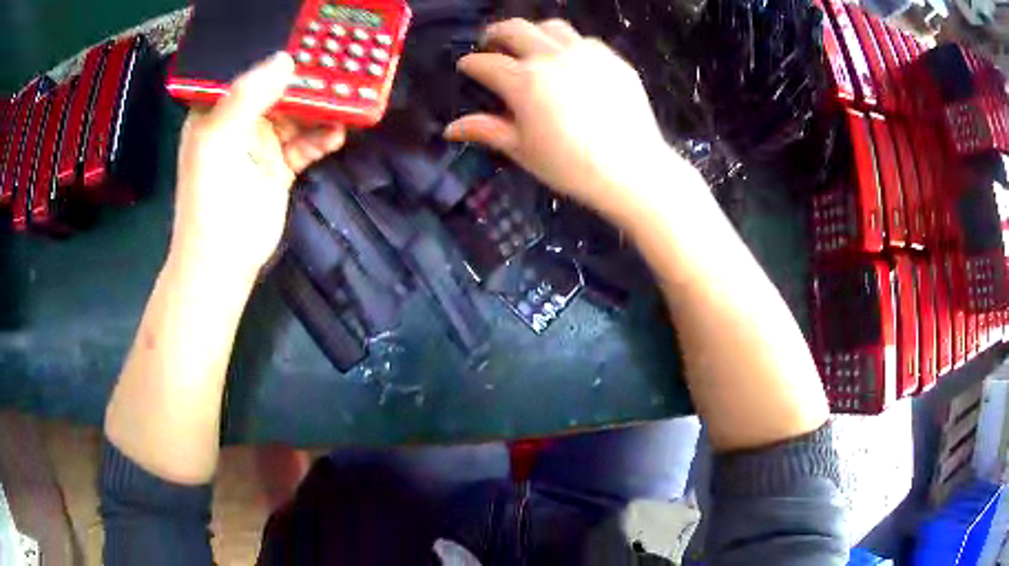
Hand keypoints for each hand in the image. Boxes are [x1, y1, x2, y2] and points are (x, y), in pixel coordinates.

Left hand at [172, 52, 346, 279]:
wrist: (223, 261)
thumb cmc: (210, 199)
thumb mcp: (218, 140)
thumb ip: (246, 97)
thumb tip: (286, 59)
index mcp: (218, 111)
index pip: (249, 73)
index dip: (276, 58)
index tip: (309, 44)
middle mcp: (241, 123)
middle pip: (279, 91)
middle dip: (307, 82)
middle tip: (339, 68)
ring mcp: (262, 145)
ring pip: (297, 115)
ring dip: (321, 108)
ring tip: (348, 98)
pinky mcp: (281, 167)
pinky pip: (307, 143)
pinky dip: (323, 137)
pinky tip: (337, 134)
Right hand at [444, 19, 694, 225]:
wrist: (632, 170)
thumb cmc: (571, 166)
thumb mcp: (522, 150)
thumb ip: (486, 130)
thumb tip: (450, 129)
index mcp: (524, 81)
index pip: (486, 63)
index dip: (471, 64)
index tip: (466, 67)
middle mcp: (551, 57)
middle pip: (515, 29)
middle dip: (495, 34)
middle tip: (491, 45)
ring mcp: (586, 53)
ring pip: (551, 27)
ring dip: (532, 32)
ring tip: (529, 46)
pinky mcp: (613, 59)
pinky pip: (584, 40)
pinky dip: (568, 44)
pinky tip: (569, 61)